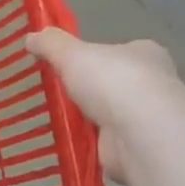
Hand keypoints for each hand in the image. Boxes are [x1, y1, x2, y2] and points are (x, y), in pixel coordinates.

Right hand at [25, 29, 184, 184]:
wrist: (140, 135)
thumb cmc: (112, 83)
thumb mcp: (72, 54)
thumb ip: (51, 44)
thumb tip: (31, 37)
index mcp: (145, 54)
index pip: (120, 51)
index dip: (96, 56)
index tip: (69, 64)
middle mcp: (153, 84)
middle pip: (115, 83)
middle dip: (90, 89)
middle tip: (57, 93)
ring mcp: (147, 118)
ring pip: (110, 114)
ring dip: (88, 118)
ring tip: (54, 119)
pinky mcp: (137, 148)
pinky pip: (105, 141)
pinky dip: (88, 142)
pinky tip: (66, 142)